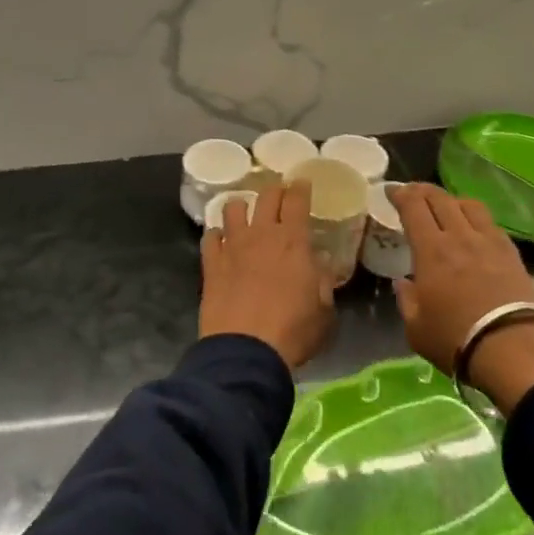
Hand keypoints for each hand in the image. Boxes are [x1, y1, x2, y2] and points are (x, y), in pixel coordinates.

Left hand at [199, 181, 334, 370]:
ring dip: (242, 208)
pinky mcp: (210, 263)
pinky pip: (210, 236)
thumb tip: (318, 265)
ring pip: (232, 208)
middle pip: (266, 196)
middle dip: (275, 191)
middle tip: (280, 196)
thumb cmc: (292, 332)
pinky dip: (217, 235)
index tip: (302, 183)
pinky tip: (221, 243)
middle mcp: (261, 234)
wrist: (245, 351)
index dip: (300, 187)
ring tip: (246, 216)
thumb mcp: (324, 311)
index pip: (296, 200)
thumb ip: (323, 282)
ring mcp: (232, 246)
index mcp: (293, 241)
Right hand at [390, 184, 533, 412]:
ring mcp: (488, 242)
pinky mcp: (511, 252)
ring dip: (451, 200)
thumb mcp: (416, 328)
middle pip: (440, 198)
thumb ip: (406, 300)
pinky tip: (474, 228)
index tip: (391, 191)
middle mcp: (459, 236)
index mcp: (431, 250)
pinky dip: (475, 217)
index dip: (400, 194)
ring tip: (445, 206)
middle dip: (422, 190)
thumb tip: (402, 282)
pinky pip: (490, 222)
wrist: (514, 350)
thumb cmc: (456, 340)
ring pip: (468, 204)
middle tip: (413, 193)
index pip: (413, 207)